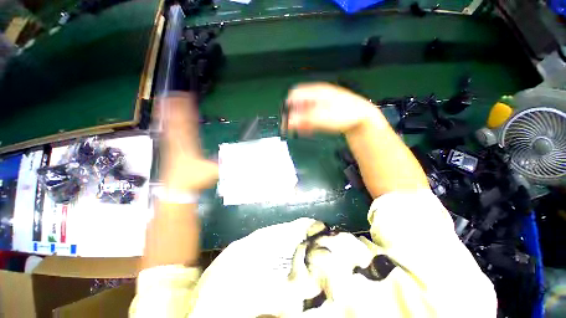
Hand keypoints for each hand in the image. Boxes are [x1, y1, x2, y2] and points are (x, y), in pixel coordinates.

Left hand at [157, 93, 218, 191]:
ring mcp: (172, 146)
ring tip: (166, 101)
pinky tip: (164, 120)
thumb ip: (225, 165)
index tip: (187, 99)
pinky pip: (167, 134)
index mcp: (189, 145)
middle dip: (177, 107)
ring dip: (169, 114)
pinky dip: (166, 124)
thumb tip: (239, 160)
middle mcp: (178, 143)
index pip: (188, 124)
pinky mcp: (169, 150)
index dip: (187, 111)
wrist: (177, 190)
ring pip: (170, 126)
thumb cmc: (194, 180)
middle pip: (177, 122)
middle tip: (175, 93)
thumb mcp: (212, 172)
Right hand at [286, 83, 385, 133]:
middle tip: (292, 128)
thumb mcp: (322, 117)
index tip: (286, 119)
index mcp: (315, 91)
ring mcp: (321, 102)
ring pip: (305, 110)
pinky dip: (308, 122)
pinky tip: (308, 129)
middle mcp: (316, 95)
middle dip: (294, 115)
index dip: (288, 106)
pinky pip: (312, 115)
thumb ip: (304, 119)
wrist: (362, 118)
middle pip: (299, 102)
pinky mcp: (325, 110)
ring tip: (302, 131)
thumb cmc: (343, 115)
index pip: (294, 94)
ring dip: (300, 120)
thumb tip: (287, 122)